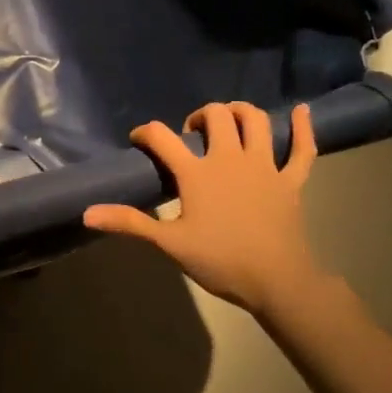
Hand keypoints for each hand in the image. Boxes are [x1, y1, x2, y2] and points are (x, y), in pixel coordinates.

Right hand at [83, 102, 330, 317]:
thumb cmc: (219, 260)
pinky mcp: (291, 180)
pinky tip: (303, 111)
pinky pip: (303, 149)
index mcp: (197, 172)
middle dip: (200, 116)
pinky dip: (304, 128)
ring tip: (229, 119)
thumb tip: (87, 213)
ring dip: (241, 112)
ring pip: (257, 121)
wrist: (277, 281)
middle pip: (216, 116)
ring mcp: (264, 166)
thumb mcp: (169, 243)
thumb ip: (129, 223)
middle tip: (191, 135)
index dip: (146, 133)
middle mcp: (230, 158)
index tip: (139, 140)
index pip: (162, 137)